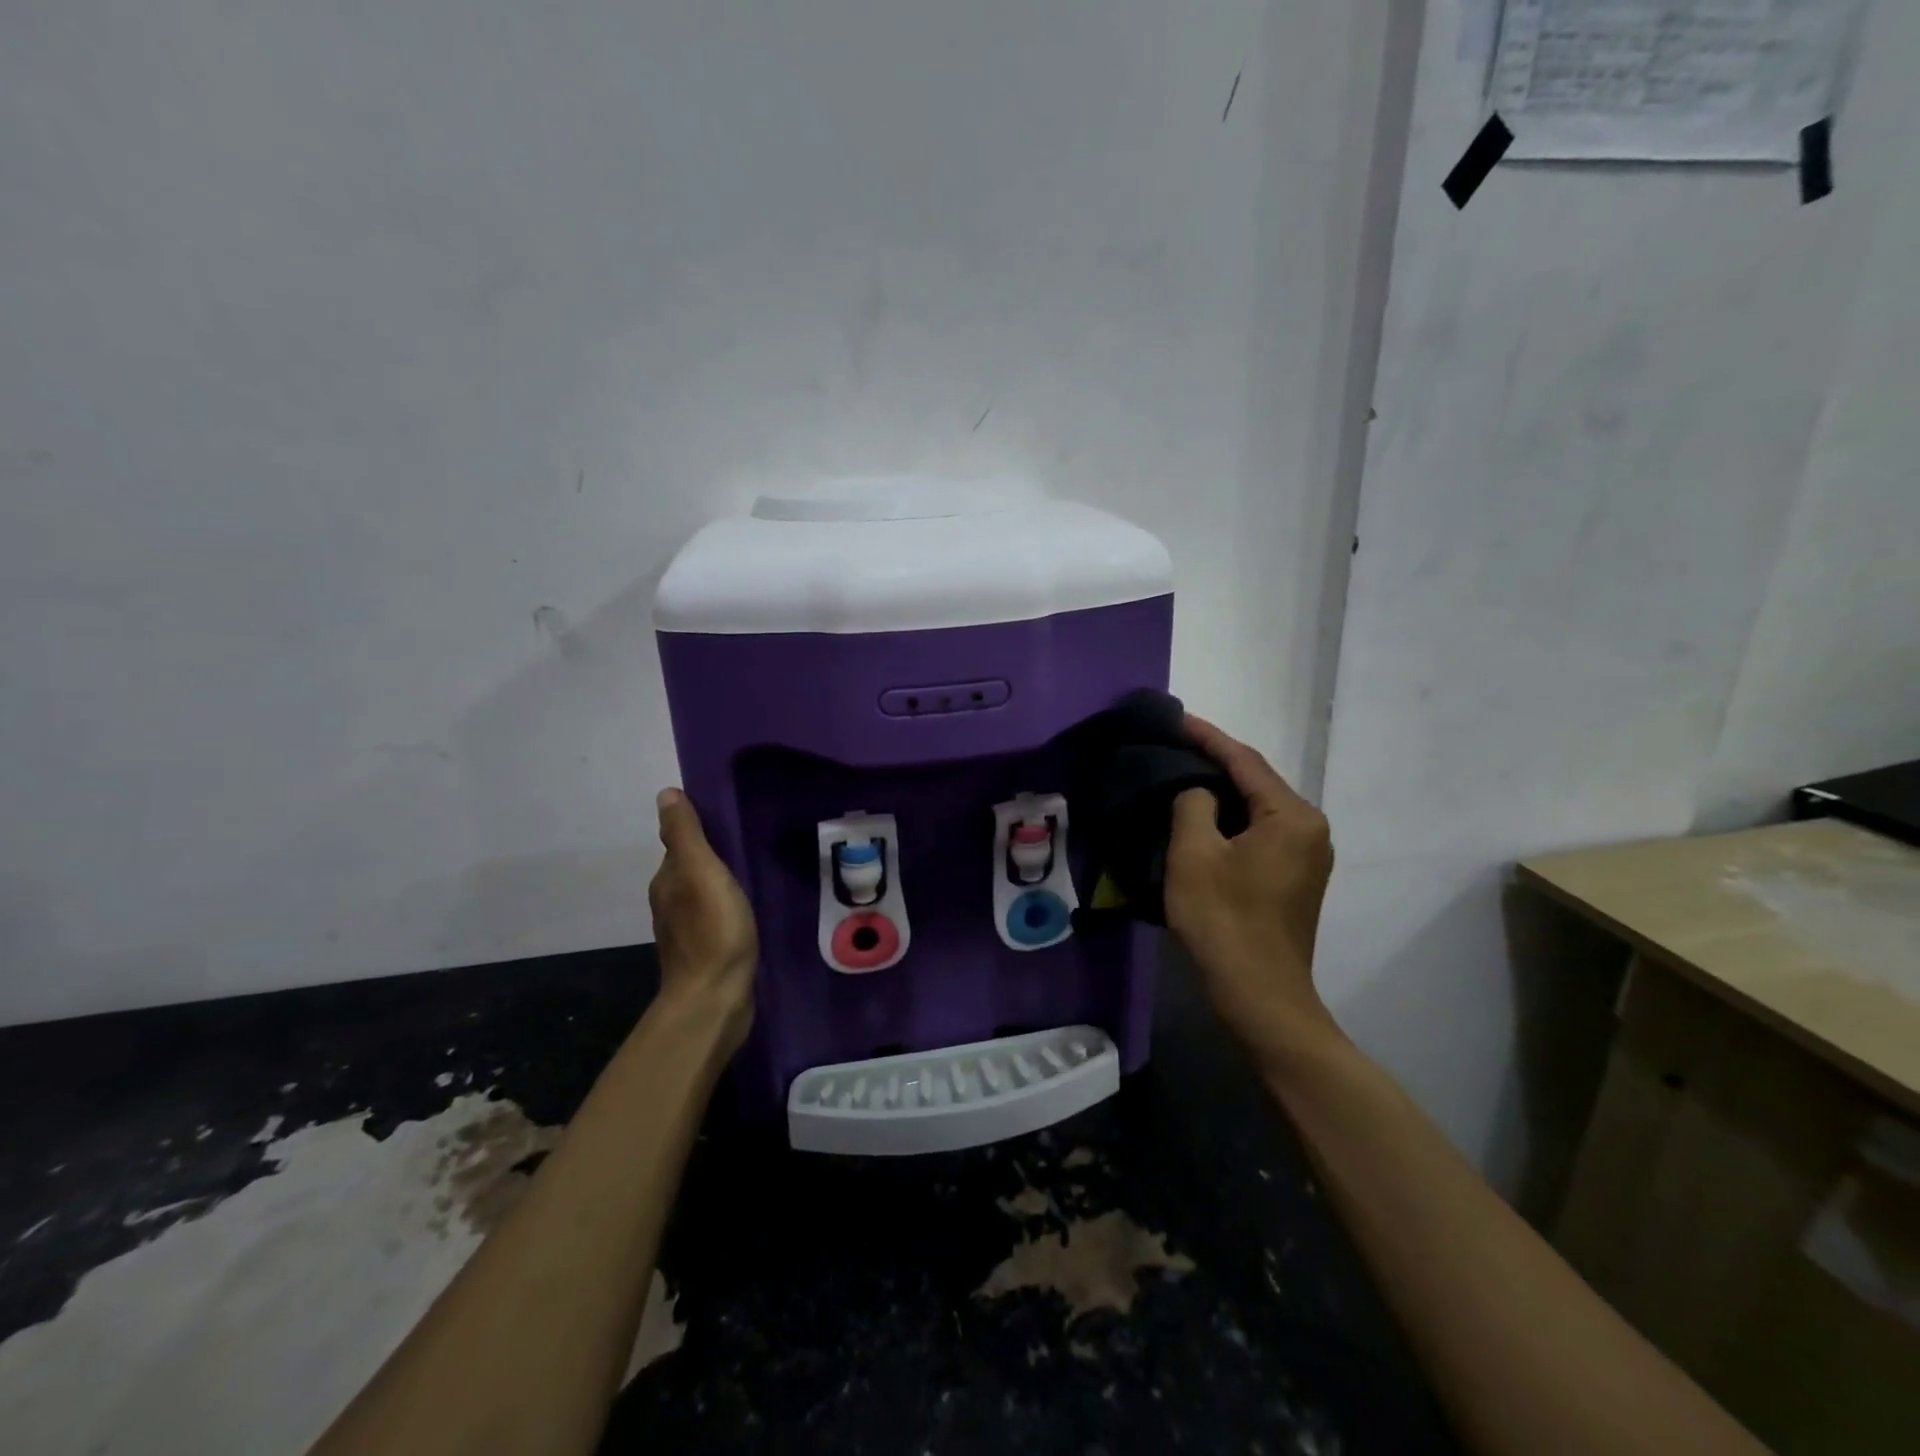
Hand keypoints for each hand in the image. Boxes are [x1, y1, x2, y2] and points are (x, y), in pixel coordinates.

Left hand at [648, 788, 756, 1054]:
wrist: (715, 999)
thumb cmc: (713, 929)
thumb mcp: (701, 871)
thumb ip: (686, 834)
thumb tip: (666, 793)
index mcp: (667, 881)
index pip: (681, 845)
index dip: (703, 832)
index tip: (732, 821)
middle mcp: (670, 903)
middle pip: (691, 869)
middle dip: (714, 856)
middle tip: (749, 844)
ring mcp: (687, 932)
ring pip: (703, 895)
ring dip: (721, 884)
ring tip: (752, 873)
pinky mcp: (706, 953)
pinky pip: (715, 919)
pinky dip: (727, 909)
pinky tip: (747, 911)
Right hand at [1164, 716, 1337, 1061]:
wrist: (1260, 994)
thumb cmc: (1224, 919)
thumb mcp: (1194, 853)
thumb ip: (1193, 804)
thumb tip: (1198, 793)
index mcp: (1293, 816)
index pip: (1245, 761)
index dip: (1207, 737)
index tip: (1177, 719)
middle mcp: (1311, 828)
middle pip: (1257, 782)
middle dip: (1215, 762)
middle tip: (1174, 746)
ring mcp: (1308, 856)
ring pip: (1258, 809)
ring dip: (1222, 792)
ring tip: (1182, 774)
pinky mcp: (1296, 879)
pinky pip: (1261, 832)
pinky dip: (1231, 819)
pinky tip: (1202, 817)